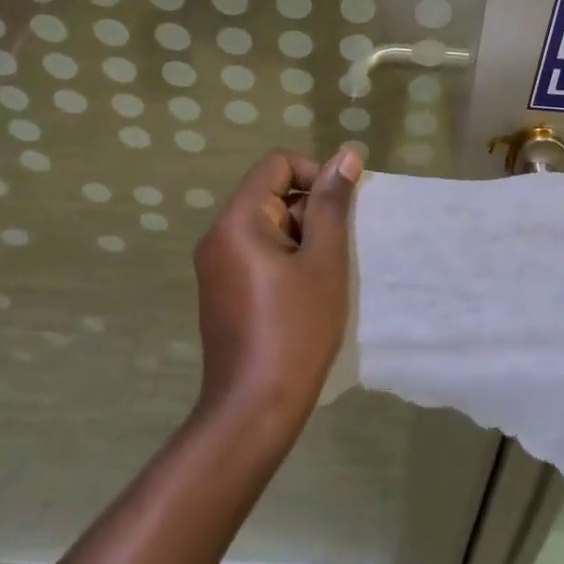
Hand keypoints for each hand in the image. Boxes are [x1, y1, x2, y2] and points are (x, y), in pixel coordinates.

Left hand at [191, 145, 361, 432]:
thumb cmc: (296, 329)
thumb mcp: (324, 261)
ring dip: (303, 238)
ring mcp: (216, 264)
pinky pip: (258, 252)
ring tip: (322, 278)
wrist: (254, 409)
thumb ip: (333, 204)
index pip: (278, 163)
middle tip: (335, 253)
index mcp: (237, 219)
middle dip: (311, 212)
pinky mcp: (222, 289)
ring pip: (268, 225)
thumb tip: (347, 155)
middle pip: (272, 193)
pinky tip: (305, 294)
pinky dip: (286, 259)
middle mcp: (218, 234)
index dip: (315, 174)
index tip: (341, 210)